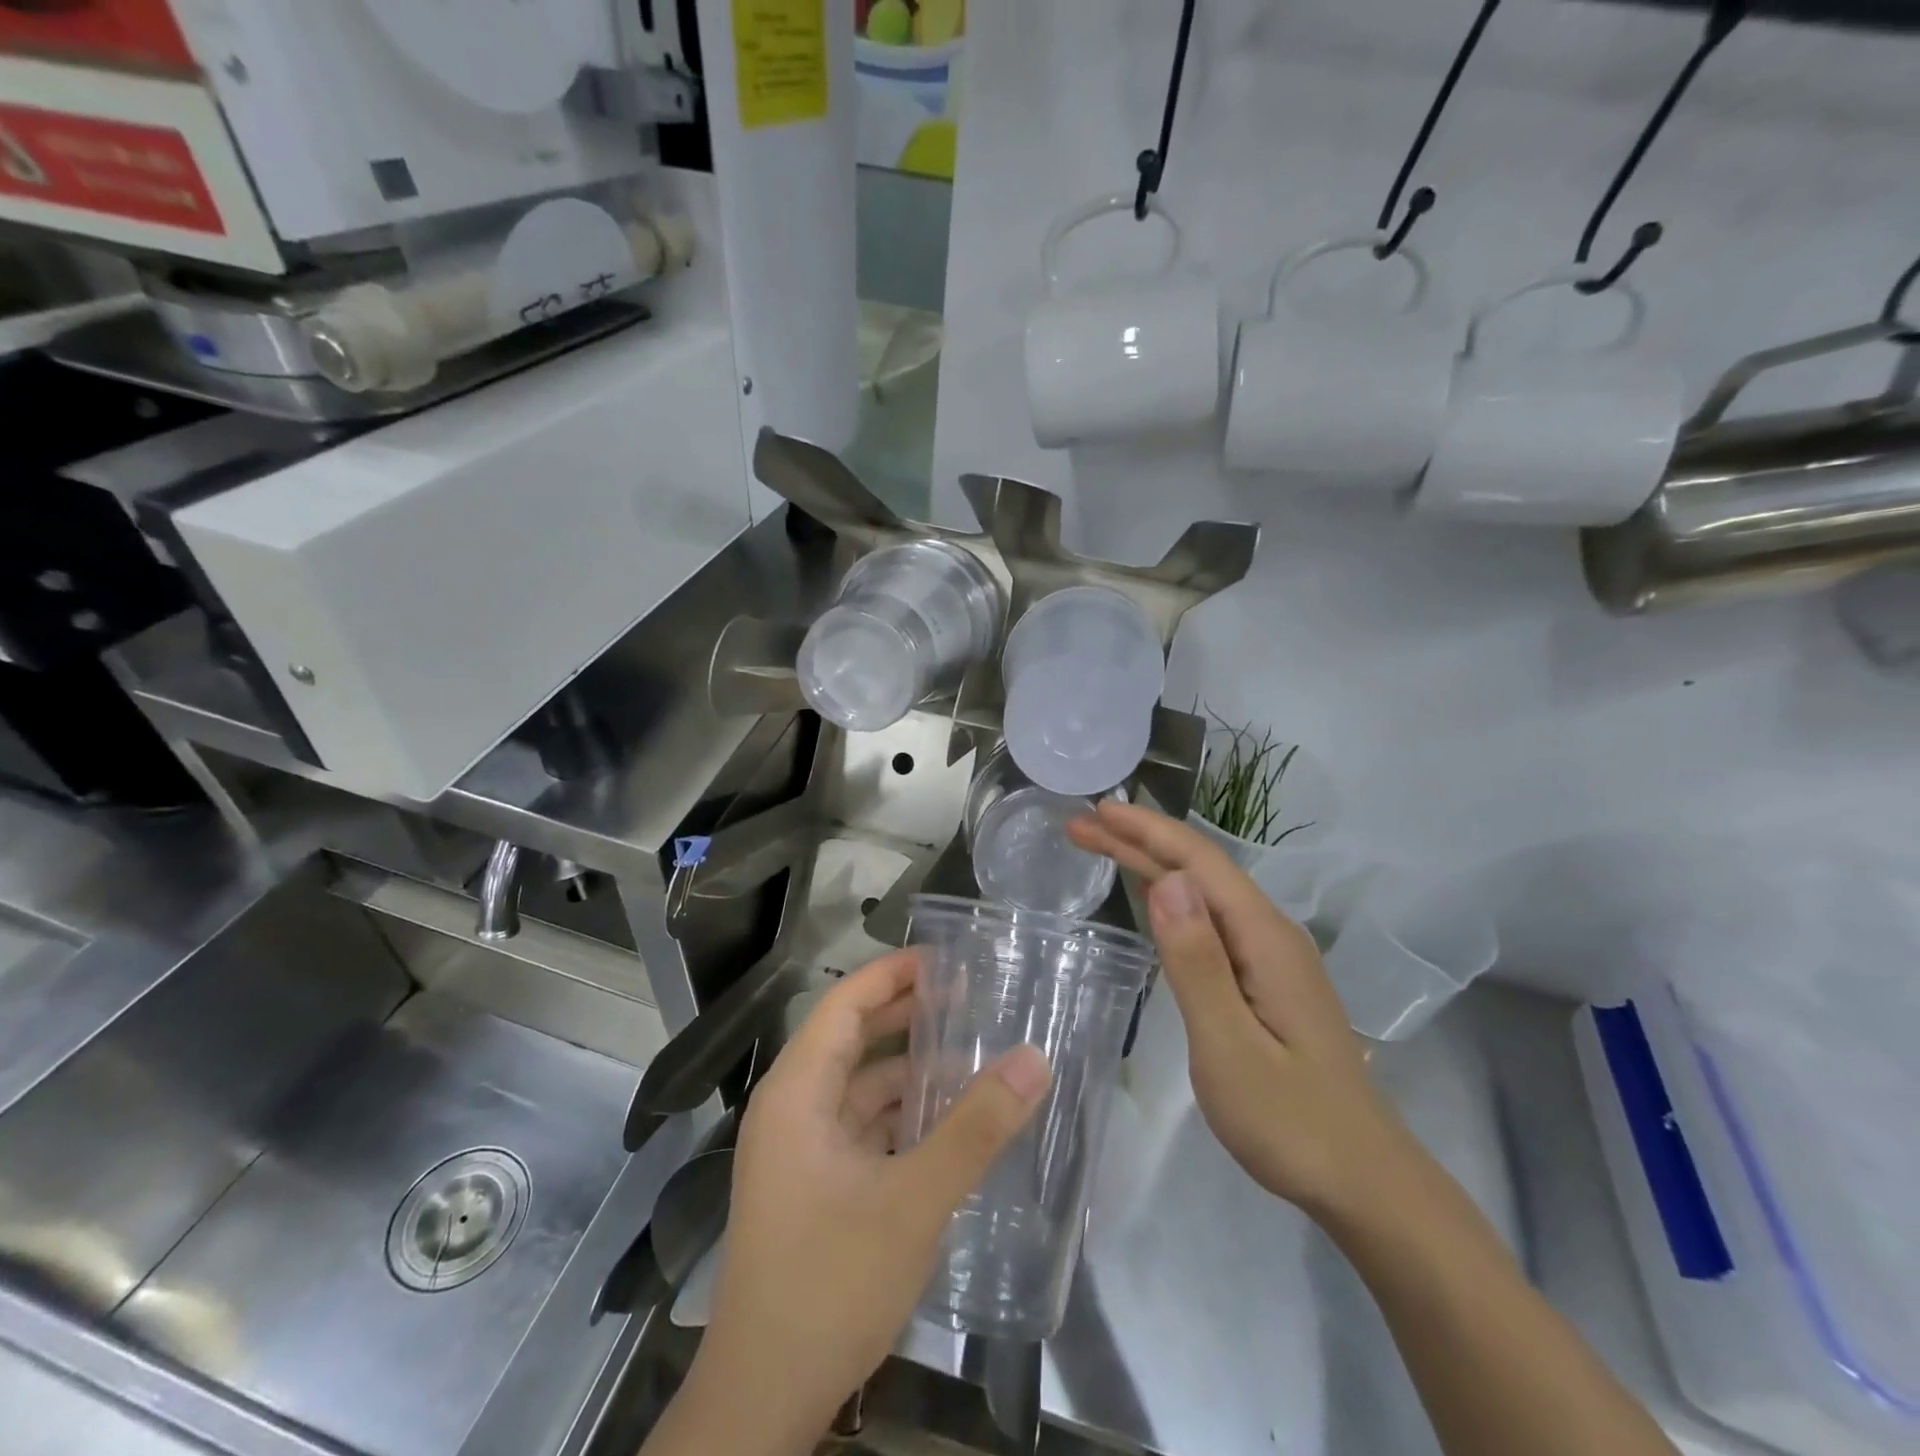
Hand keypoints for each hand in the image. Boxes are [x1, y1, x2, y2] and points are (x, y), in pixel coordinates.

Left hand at [654, 950, 1050, 1455]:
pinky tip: (948, 1119)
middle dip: (907, 1015)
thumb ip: (975, 1128)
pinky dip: (902, 1114)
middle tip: (970, 996)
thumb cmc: (828, 1284)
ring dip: (910, 1069)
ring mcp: (800, 1150)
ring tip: (972, 1052)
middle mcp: (792, 1108)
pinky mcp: (815, 1185)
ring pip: (860, 1087)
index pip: (843, 1004)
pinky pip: (863, 1127)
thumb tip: (1034, 1060)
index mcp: (797, 1092)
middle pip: (852, 1039)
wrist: (763, 1401)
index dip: (891, 974)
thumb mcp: (912, 1202)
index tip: (945, 959)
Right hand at [1068, 801, 1415, 1220]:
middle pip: (1199, 871)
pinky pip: (1210, 921)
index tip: (1097, 810)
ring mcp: (1271, 958)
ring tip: (1102, 846)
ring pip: (1203, 894)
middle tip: (1080, 827)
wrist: (1365, 1183)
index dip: (1147, 831)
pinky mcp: (1265, 981)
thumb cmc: (1291, 1122)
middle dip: (1139, 842)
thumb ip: (1196, 962)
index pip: (1200, 862)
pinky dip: (1171, 899)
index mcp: (1264, 938)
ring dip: (1151, 865)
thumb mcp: (1230, 1046)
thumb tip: (1166, 880)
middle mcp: (1270, 934)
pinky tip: (1153, 894)